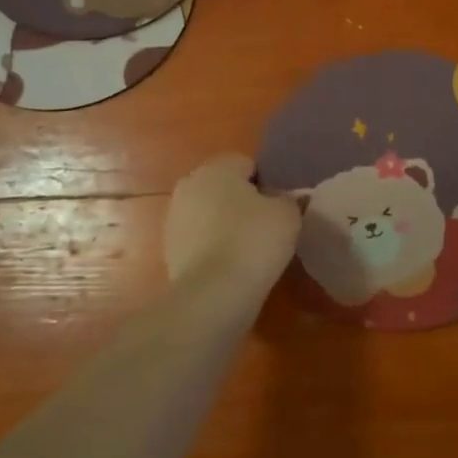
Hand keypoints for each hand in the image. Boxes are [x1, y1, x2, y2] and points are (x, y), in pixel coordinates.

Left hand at [164, 154, 299, 289]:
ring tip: (249, 249)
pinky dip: (214, 247)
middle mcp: (189, 185)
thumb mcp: (287, 214)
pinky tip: (231, 265)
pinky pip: (200, 239)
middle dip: (243, 202)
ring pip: (210, 213)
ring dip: (226, 225)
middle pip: (224, 187)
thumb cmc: (254, 241)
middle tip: (267, 226)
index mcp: (217, 168)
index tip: (279, 207)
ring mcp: (174, 218)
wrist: (214, 293)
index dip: (267, 183)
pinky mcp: (169, 249)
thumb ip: (288, 199)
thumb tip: (283, 200)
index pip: (247, 164)